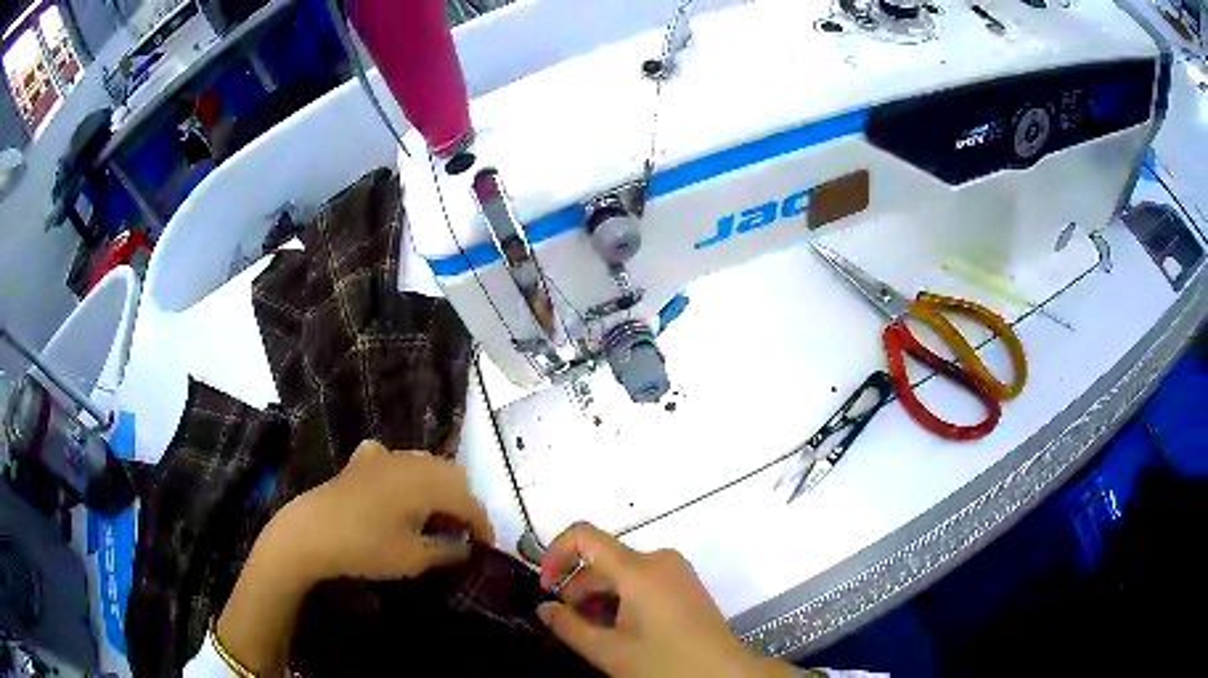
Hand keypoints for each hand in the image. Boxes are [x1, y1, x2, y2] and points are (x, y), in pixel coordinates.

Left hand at [283, 439, 495, 581]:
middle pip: (452, 477)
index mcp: (429, 483)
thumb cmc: (367, 547)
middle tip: (459, 535)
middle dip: (462, 505)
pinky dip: (405, 475)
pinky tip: (397, 492)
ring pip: (425, 465)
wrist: (312, 532)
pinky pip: (394, 460)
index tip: (486, 549)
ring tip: (432, 518)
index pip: (469, 501)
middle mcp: (411, 462)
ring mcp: (384, 456)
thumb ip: (448, 551)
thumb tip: (467, 548)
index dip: (483, 526)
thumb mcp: (414, 558)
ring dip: (437, 489)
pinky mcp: (362, 461)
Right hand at [536, 523, 795, 677]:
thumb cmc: (665, 663)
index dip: (555, 554)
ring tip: (593, 634)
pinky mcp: (685, 586)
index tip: (545, 588)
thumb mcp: (609, 650)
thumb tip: (543, 608)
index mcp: (638, 568)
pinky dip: (621, 600)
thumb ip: (568, 626)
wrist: (725, 675)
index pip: (584, 535)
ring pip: (621, 574)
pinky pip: (642, 582)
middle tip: (568, 626)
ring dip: (599, 598)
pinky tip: (619, 630)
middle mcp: (658, 559)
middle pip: (603, 561)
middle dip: (578, 589)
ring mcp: (675, 572)